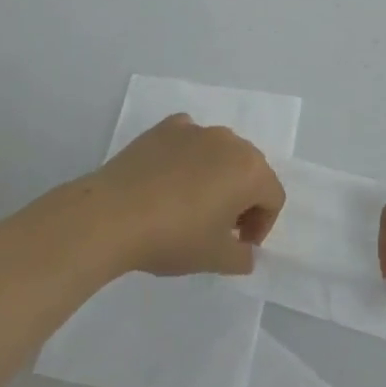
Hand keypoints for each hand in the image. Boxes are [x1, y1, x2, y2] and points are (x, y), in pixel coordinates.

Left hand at [95, 114, 285, 277]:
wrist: (113, 215)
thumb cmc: (174, 237)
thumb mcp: (215, 259)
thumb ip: (242, 257)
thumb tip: (245, 250)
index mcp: (250, 170)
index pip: (273, 198)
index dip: (262, 226)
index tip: (239, 247)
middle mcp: (230, 141)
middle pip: (250, 170)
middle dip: (243, 199)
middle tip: (220, 228)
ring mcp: (197, 129)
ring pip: (220, 152)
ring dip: (217, 176)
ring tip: (192, 205)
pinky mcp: (166, 127)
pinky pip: (189, 140)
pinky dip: (188, 156)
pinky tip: (169, 179)